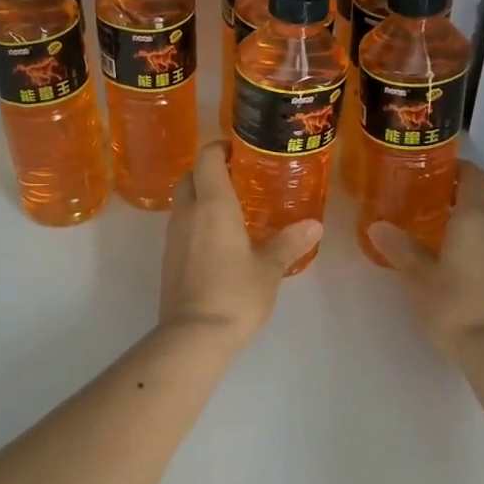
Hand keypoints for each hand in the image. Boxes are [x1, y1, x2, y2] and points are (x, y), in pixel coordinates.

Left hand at [158, 142, 319, 350]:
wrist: (194, 336)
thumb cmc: (236, 295)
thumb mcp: (269, 269)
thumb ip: (289, 243)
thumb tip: (314, 226)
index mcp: (213, 206)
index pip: (207, 159)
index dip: (219, 148)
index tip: (238, 150)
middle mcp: (188, 214)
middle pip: (189, 177)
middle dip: (208, 171)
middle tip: (237, 178)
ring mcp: (173, 237)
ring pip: (183, 202)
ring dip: (201, 197)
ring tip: (231, 209)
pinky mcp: (169, 258)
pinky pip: (181, 226)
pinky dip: (196, 221)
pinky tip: (218, 239)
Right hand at [367, 161, 483, 359]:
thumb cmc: (455, 304)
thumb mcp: (419, 277)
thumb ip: (401, 248)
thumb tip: (377, 226)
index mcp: (476, 218)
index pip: (475, 176)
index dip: (458, 169)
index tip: (436, 171)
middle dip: (469, 195)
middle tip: (438, 204)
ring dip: (481, 220)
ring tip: (450, 234)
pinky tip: (466, 263)